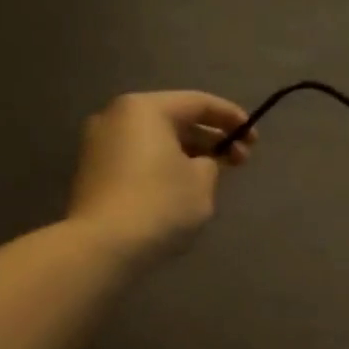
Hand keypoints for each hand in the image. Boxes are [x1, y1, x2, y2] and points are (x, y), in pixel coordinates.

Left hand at [66, 91, 255, 259]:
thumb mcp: (201, 183)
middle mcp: (117, 117)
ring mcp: (99, 144)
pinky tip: (183, 189)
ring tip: (213, 177)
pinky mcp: (94, 172)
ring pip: (156, 141)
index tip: (254, 138)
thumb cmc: (159, 204)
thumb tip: (201, 163)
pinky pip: (139, 159)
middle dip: (210, 139)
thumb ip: (211, 163)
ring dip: (188, 154)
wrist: (103, 245)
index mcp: (145, 109)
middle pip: (174, 120)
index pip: (198, 103)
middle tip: (240, 161)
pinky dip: (164, 167)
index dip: (231, 118)